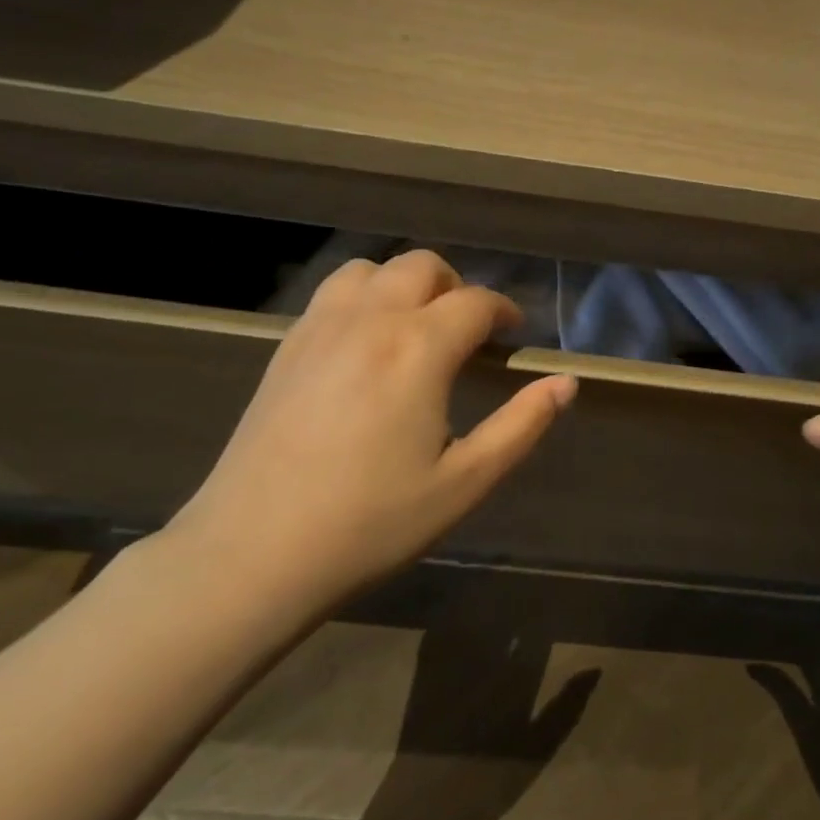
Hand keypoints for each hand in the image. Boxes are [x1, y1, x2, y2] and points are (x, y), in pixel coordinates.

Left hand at [166, 249, 576, 609]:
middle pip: (422, 267)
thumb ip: (522, 425)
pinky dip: (364, 297)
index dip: (504, 311)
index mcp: (418, 349)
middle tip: (469, 332)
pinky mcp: (286, 348)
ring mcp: (319, 329)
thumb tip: (566, 384)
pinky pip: (332, 294)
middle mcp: (369, 320)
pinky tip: (367, 345)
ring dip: (405, 284)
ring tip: (417, 328)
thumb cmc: (372, 523)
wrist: (254, 553)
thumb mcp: (465, 482)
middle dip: (456, 287)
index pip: (475, 302)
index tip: (514, 334)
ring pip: (371, 270)